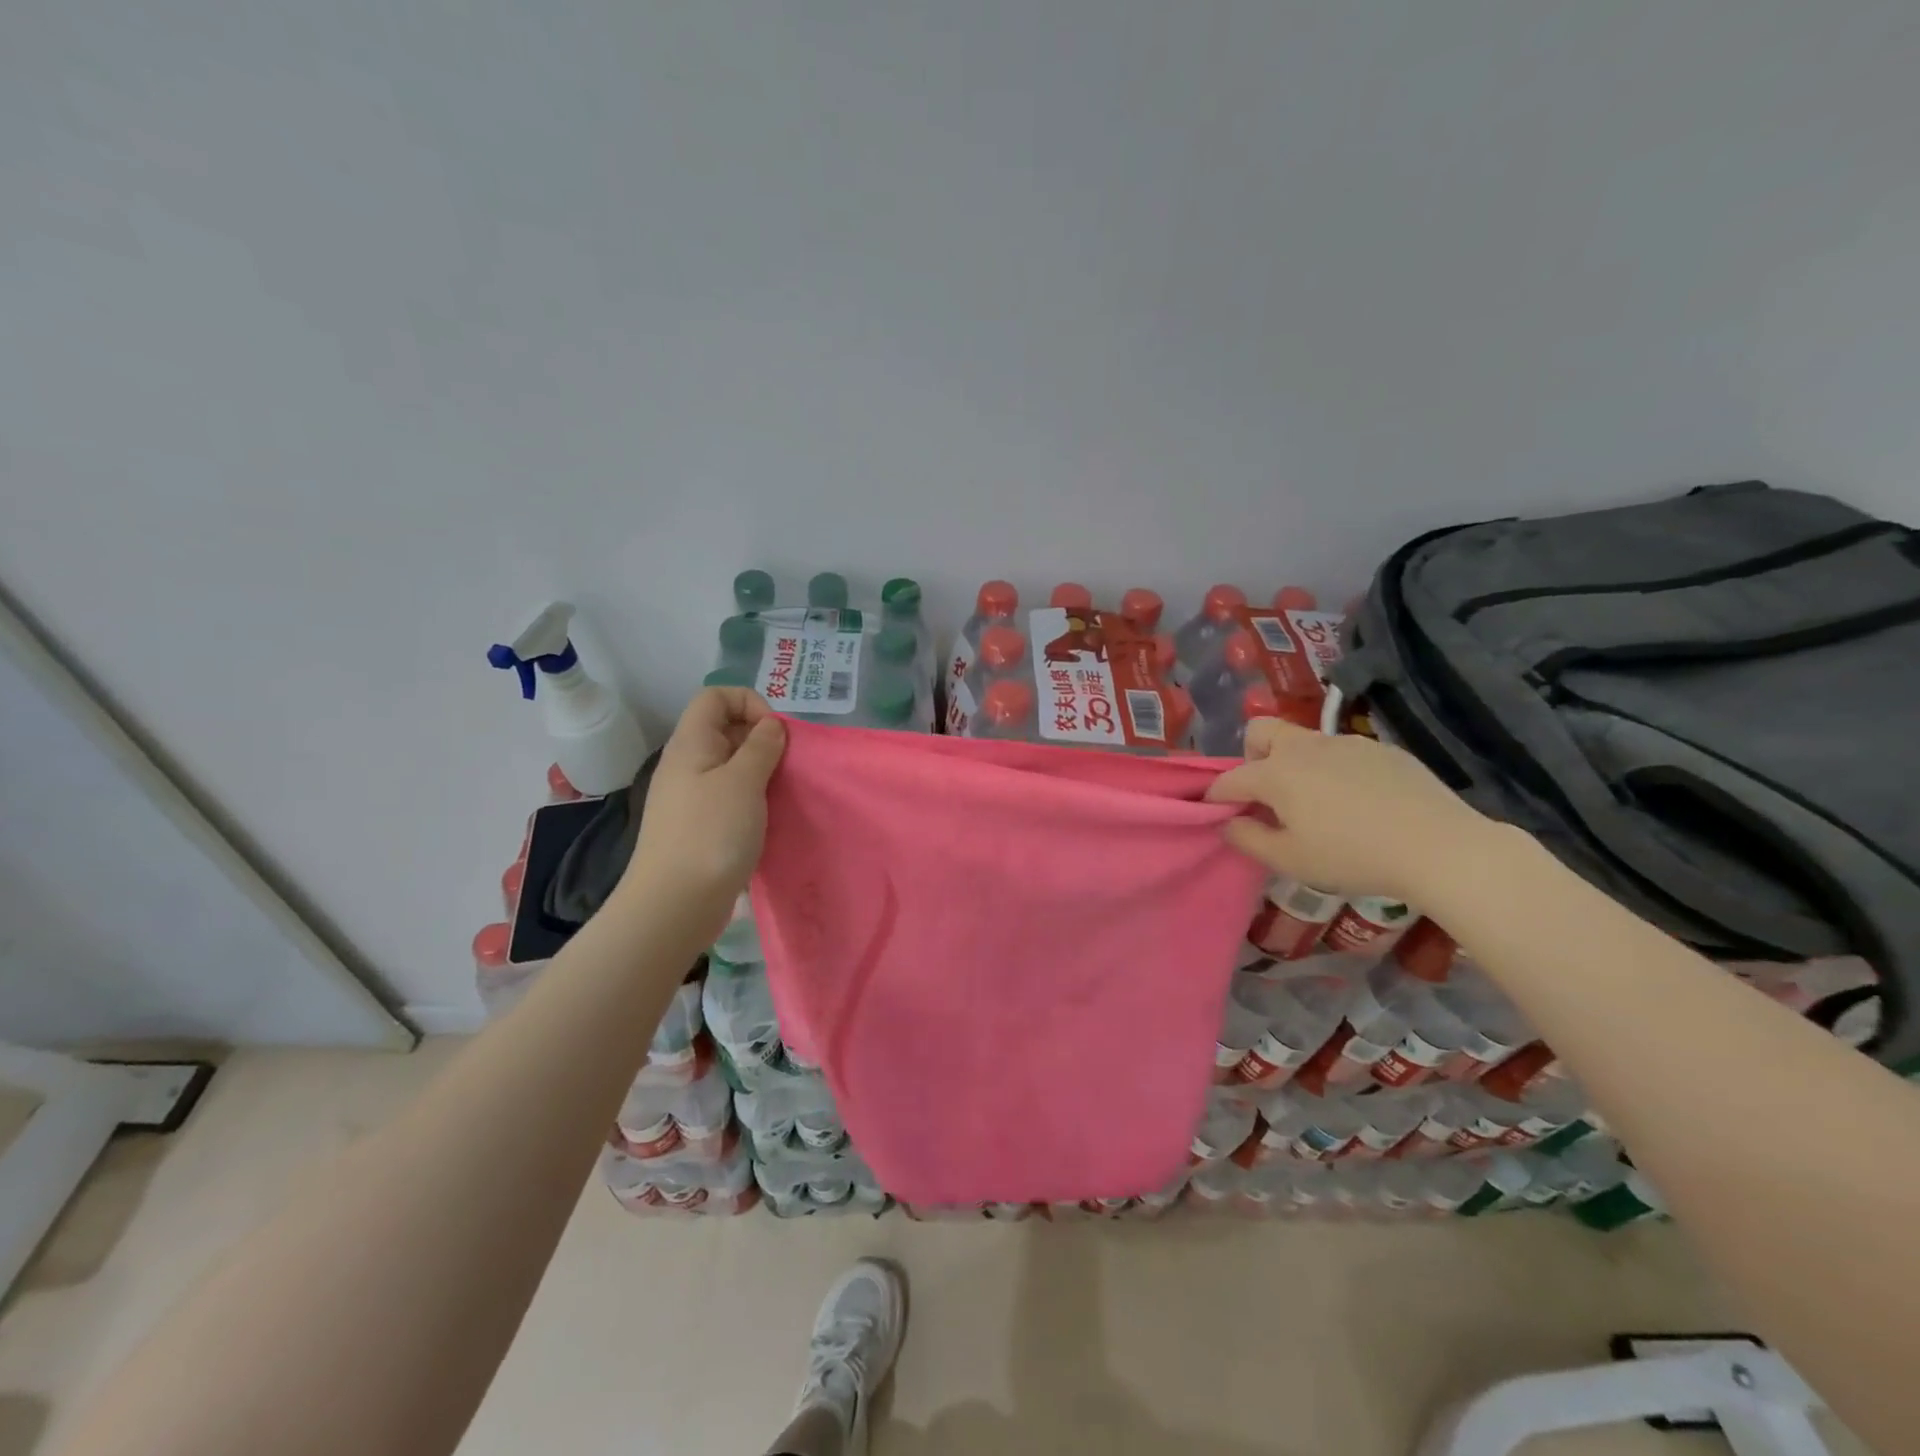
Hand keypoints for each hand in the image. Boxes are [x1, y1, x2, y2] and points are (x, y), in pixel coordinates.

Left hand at [623, 688, 785, 932]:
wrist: (674, 905)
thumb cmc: (711, 834)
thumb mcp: (744, 781)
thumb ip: (762, 747)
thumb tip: (770, 727)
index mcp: (691, 744)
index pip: (716, 696)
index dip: (750, 703)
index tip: (776, 734)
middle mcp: (687, 764)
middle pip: (725, 729)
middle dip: (762, 739)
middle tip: (786, 766)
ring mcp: (691, 797)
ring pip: (731, 765)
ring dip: (761, 772)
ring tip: (781, 794)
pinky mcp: (699, 826)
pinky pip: (730, 796)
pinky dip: (753, 799)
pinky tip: (768, 819)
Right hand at [1205, 718, 1488, 902]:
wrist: (1438, 846)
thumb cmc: (1352, 856)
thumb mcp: (1290, 860)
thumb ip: (1248, 839)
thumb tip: (1228, 823)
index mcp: (1276, 773)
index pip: (1230, 779)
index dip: (1216, 797)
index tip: (1215, 814)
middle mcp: (1305, 747)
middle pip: (1260, 732)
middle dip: (1251, 756)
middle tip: (1268, 795)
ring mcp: (1345, 743)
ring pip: (1304, 741)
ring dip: (1295, 764)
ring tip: (1317, 803)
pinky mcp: (1381, 749)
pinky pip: (1342, 752)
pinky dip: (1334, 770)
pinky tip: (1359, 803)